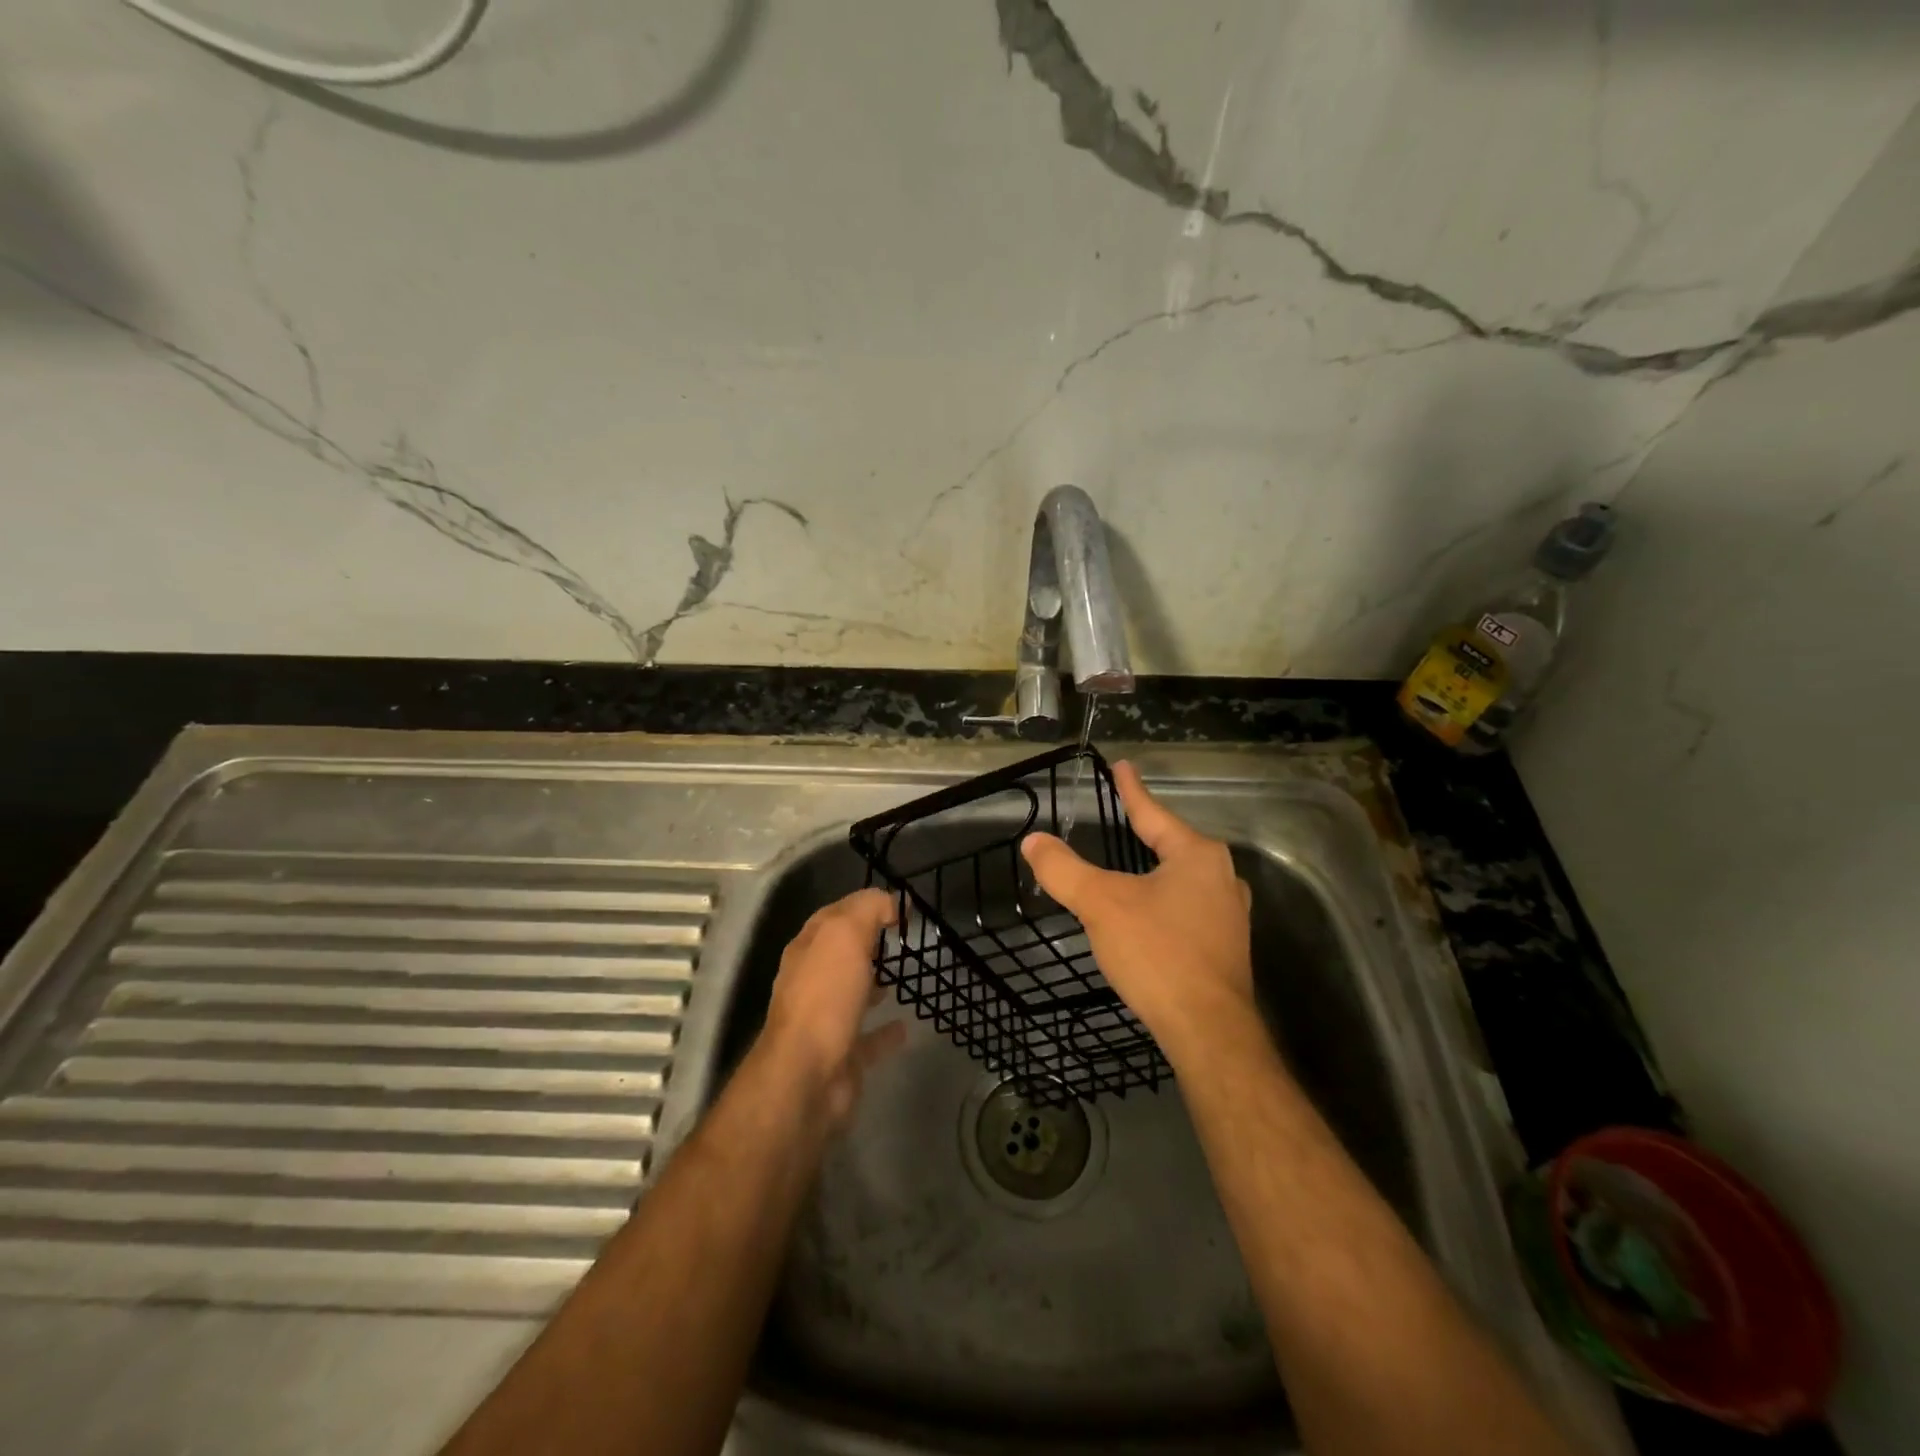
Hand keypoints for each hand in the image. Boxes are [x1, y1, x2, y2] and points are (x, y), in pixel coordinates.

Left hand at [760, 887, 906, 1124]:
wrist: (806, 1076)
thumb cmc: (825, 997)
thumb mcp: (845, 935)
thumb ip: (868, 910)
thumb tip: (890, 902)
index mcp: (808, 948)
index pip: (835, 914)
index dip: (864, 904)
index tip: (900, 906)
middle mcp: (811, 981)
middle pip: (840, 953)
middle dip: (866, 942)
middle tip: (900, 937)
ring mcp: (825, 1020)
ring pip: (851, 993)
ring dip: (872, 983)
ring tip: (902, 975)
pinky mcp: (842, 1055)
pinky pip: (868, 1037)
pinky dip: (885, 1030)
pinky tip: (906, 1025)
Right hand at [1021, 760, 1256, 1067]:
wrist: (1208, 1030)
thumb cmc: (1157, 953)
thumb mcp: (1101, 904)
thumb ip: (1064, 869)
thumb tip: (1033, 841)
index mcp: (1196, 856)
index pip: (1153, 814)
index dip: (1132, 791)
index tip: (1123, 766)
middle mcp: (1221, 877)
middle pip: (1174, 844)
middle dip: (1148, 830)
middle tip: (1125, 815)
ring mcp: (1230, 914)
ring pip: (1185, 878)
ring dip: (1158, 868)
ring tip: (1138, 861)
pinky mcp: (1227, 946)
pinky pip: (1190, 907)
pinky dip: (1167, 900)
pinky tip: (1154, 913)